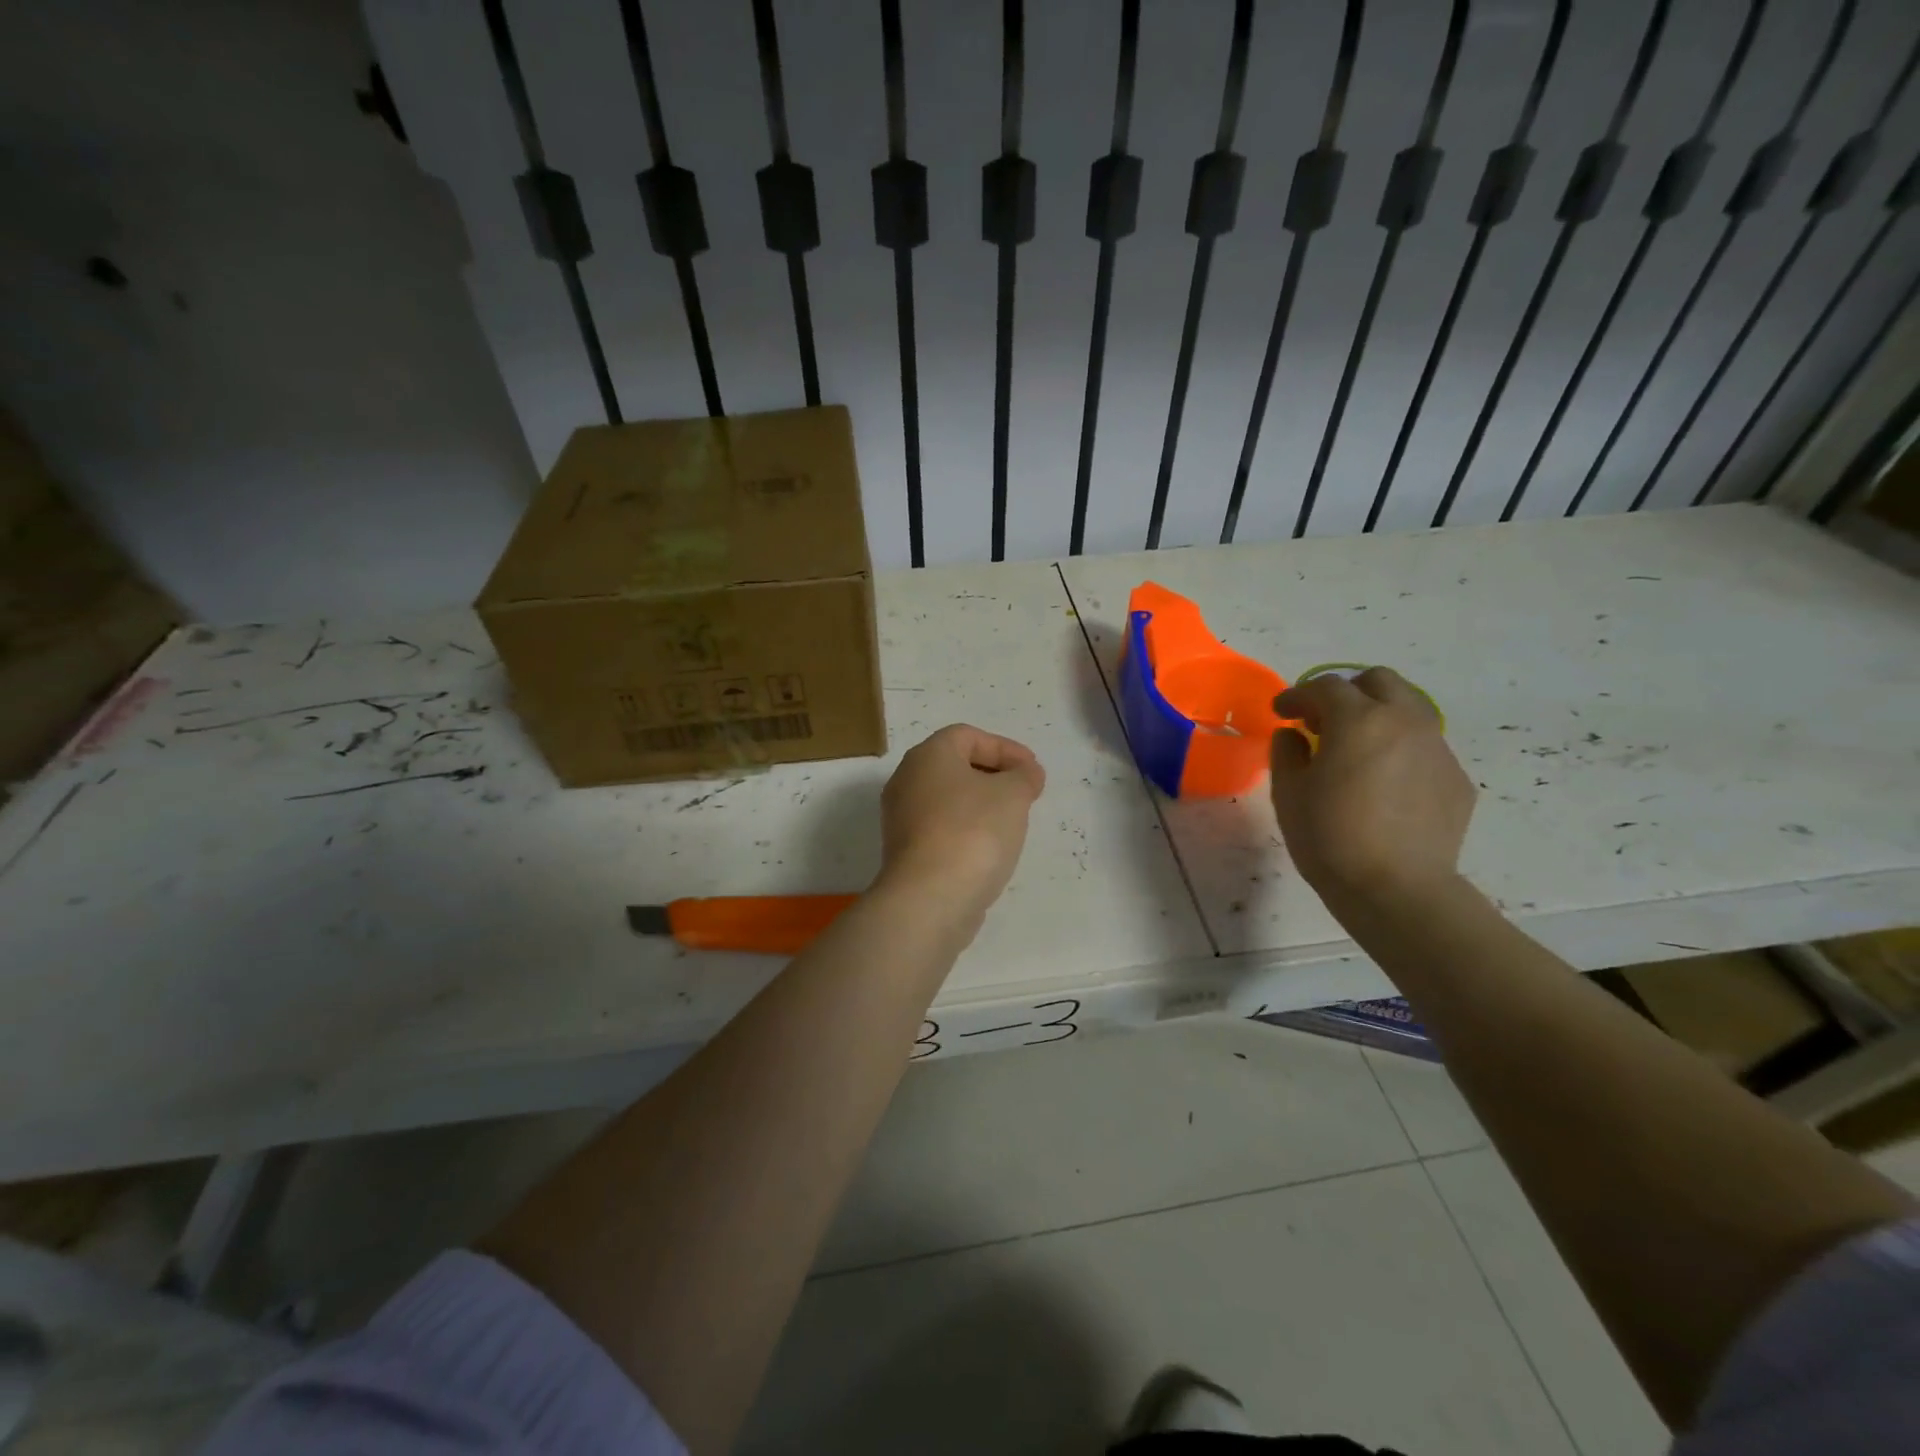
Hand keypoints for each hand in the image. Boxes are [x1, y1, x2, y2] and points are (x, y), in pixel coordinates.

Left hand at [877, 724, 1045, 920]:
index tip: (1032, 770)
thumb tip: (1026, 773)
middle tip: (1025, 793)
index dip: (1004, 747)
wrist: (930, 898)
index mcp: (927, 755)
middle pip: (954, 766)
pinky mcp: (905, 852)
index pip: (967, 736)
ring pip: (947, 799)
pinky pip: (941, 828)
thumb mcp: (1012, 794)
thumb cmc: (973, 831)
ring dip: (981, 804)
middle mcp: (906, 780)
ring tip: (1012, 821)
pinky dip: (966, 829)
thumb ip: (1024, 776)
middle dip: (994, 775)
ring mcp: (901, 818)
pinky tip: (989, 848)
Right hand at [1269, 668, 1474, 906]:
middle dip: (1347, 692)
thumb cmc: (1330, 837)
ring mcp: (1437, 749)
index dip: (1297, 695)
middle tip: (1323, 721)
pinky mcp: (1456, 779)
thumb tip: (1294, 736)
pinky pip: (1424, 747)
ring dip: (1377, 717)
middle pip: (1379, 681)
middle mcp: (1405, 722)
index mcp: (1359, 720)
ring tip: (1356, 750)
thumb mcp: (1289, 793)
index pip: (1325, 687)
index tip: (1281, 712)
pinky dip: (1399, 750)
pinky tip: (1384, 784)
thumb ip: (1287, 752)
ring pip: (1409, 709)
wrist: (1397, 889)